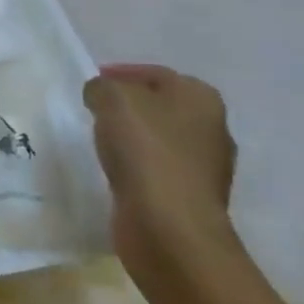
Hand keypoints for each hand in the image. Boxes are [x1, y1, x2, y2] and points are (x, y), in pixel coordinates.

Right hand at [83, 64, 238, 299]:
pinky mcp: (188, 198)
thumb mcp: (112, 99)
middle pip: (159, 106)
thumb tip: (100, 95)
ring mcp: (203, 168)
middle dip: (128, 106)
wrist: (170, 230)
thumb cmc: (146, 153)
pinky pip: (155, 170)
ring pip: (157, 139)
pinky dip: (135, 166)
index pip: (155, 74)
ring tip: (99, 139)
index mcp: (200, 98)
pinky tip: (113, 170)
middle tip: (94, 109)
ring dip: (131, 137)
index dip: (122, 74)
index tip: (92, 83)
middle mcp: (211, 129)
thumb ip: (101, 87)